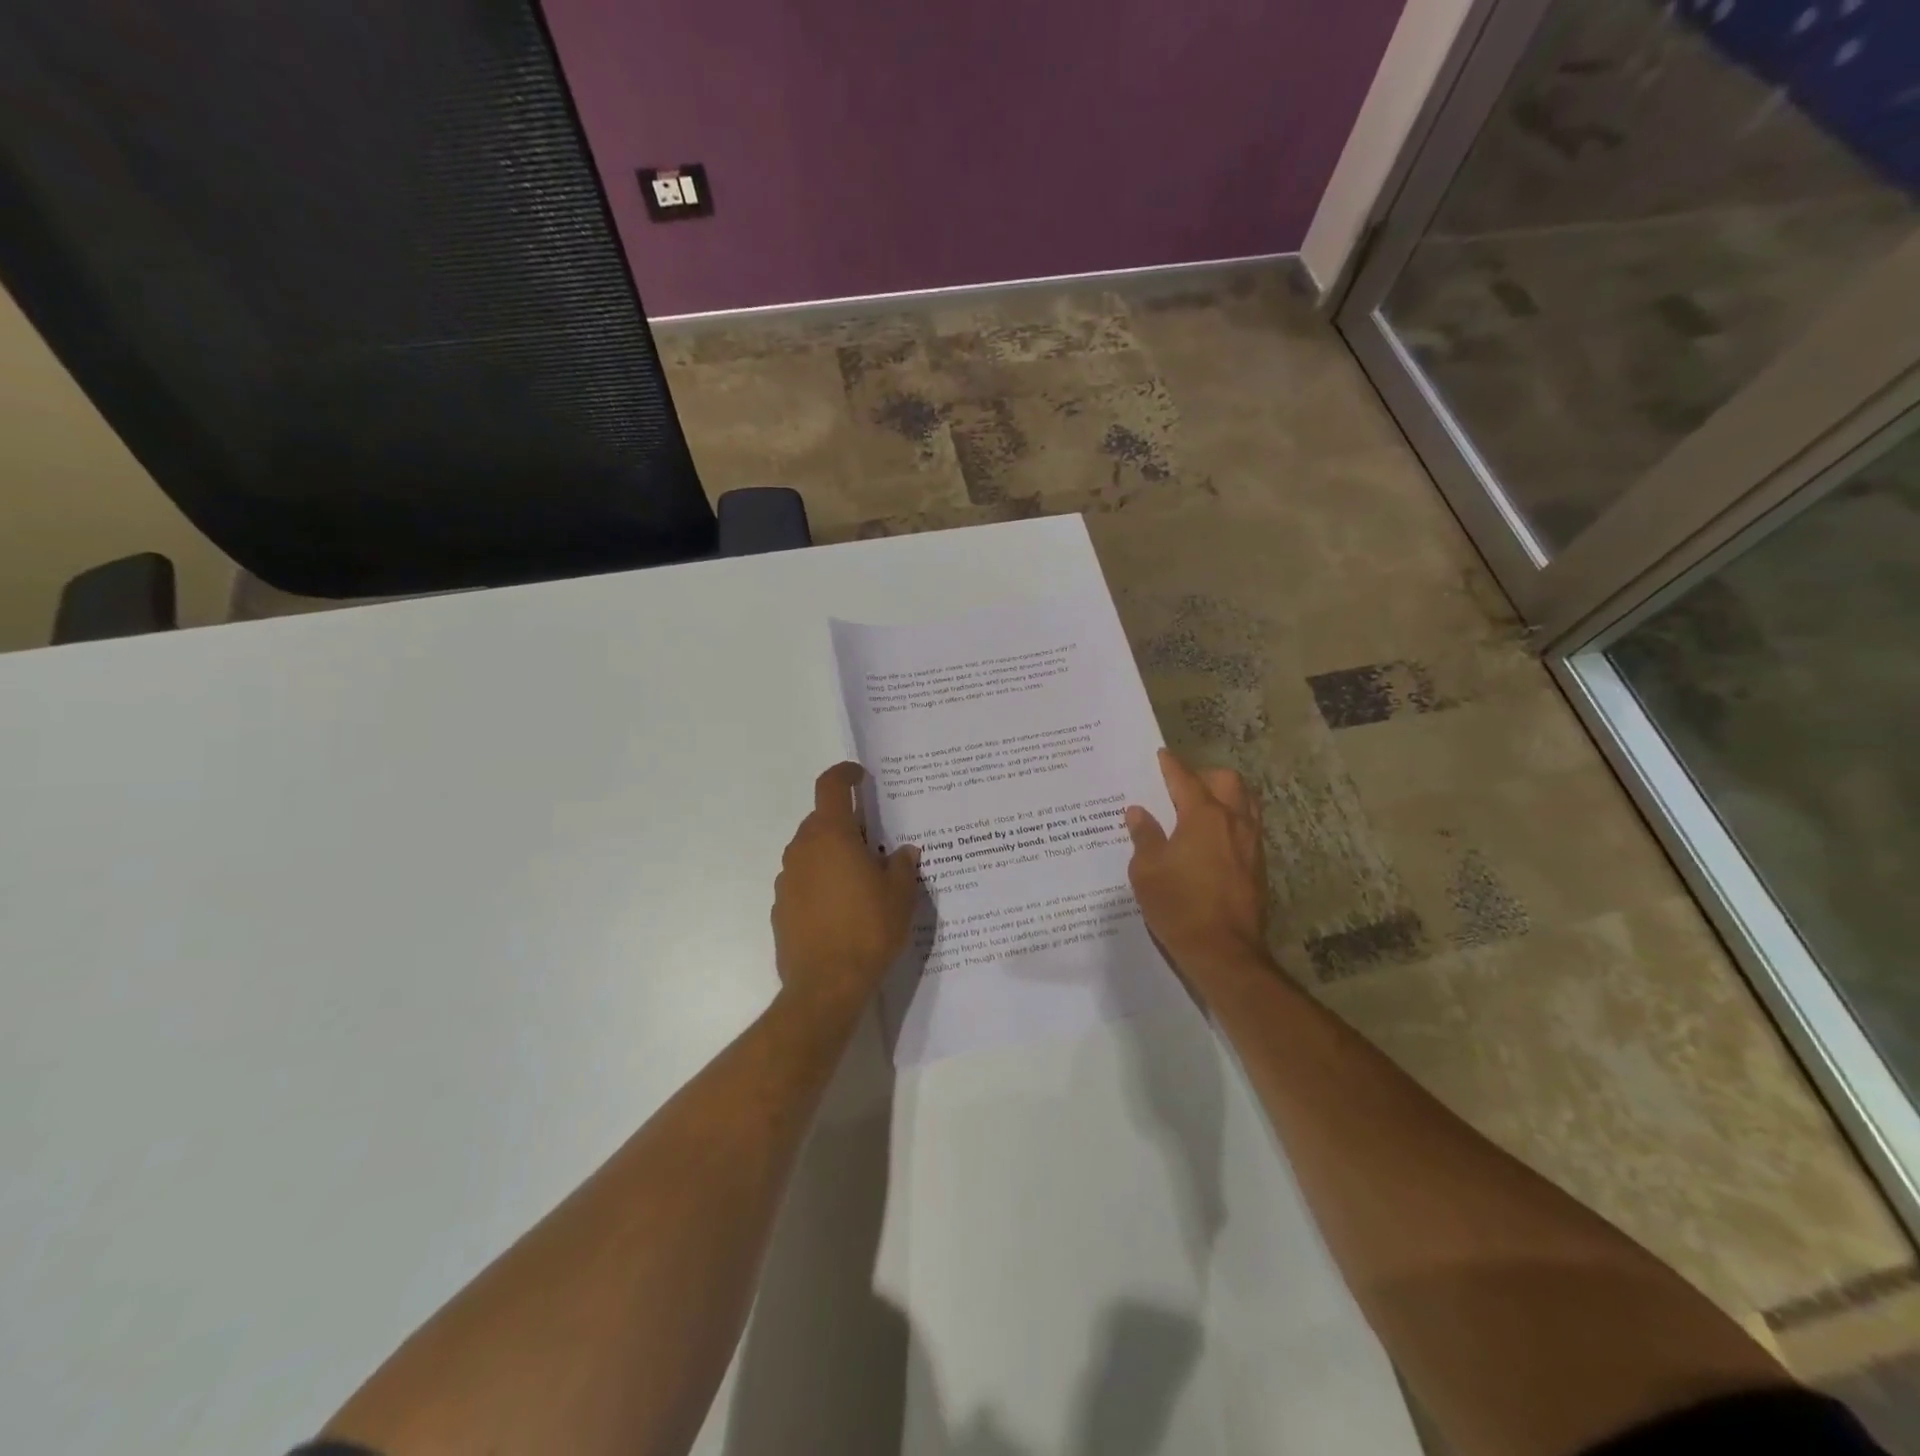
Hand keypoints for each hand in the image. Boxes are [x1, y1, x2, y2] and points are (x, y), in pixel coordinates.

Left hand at [772, 763, 921, 1021]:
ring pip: (810, 852)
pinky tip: (840, 910)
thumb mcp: (900, 895)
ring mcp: (786, 879)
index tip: (860, 776)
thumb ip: (902, 865)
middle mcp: (803, 850)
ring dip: (832, 855)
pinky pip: (802, 881)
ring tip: (860, 882)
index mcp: (832, 836)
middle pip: (821, 821)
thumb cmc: (868, 930)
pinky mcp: (780, 907)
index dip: (845, 774)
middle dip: (846, 825)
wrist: (825, 986)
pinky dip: (819, 883)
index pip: (831, 786)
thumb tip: (902, 852)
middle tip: (874, 845)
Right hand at [1125, 749, 1270, 984]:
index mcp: (1203, 816)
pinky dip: (1231, 822)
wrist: (1224, 952)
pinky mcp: (1259, 866)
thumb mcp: (1147, 870)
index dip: (1170, 765)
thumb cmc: (1179, 905)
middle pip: (1226, 781)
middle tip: (1181, 787)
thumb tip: (1139, 812)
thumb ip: (1144, 836)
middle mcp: (1233, 821)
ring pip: (1245, 803)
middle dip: (1204, 776)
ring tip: (1200, 810)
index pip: (1185, 779)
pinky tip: (1212, 841)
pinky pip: (1248, 828)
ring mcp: (1251, 844)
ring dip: (1225, 797)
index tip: (1161, 755)